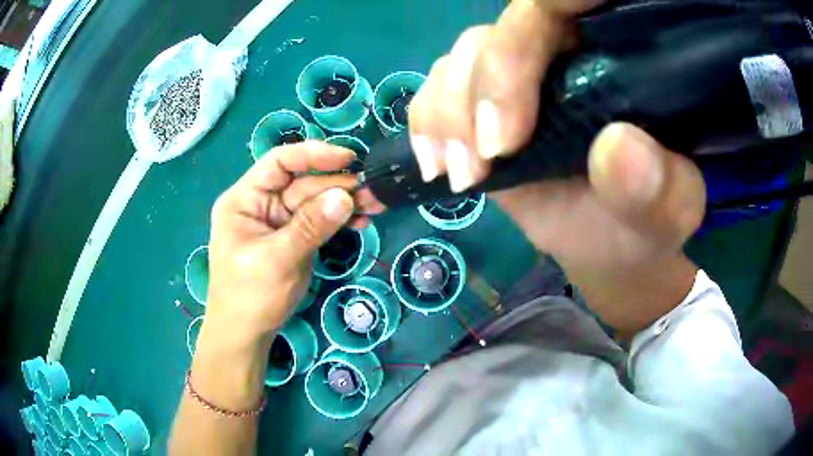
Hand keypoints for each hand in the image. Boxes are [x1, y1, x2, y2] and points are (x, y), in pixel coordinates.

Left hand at [205, 142, 380, 346]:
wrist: (246, 334)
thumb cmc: (250, 296)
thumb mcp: (277, 260)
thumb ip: (310, 227)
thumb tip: (345, 198)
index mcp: (244, 199)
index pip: (278, 162)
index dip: (312, 155)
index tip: (348, 158)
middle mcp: (261, 204)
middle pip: (302, 183)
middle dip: (337, 185)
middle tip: (373, 190)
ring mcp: (279, 222)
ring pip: (315, 202)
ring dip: (344, 202)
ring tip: (375, 205)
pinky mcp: (293, 239)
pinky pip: (318, 222)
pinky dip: (338, 221)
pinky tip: (360, 222)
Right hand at [408, 0, 705, 269]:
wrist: (609, 242)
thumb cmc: (644, 223)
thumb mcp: (668, 215)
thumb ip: (659, 189)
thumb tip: (617, 147)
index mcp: (623, 57)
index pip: (564, 8)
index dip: (527, 36)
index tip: (514, 126)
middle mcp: (571, 49)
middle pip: (507, 28)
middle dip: (485, 89)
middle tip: (488, 162)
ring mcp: (524, 72)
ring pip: (467, 54)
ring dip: (450, 112)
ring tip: (464, 175)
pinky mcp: (488, 99)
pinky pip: (438, 83)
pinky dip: (428, 120)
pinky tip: (437, 163)